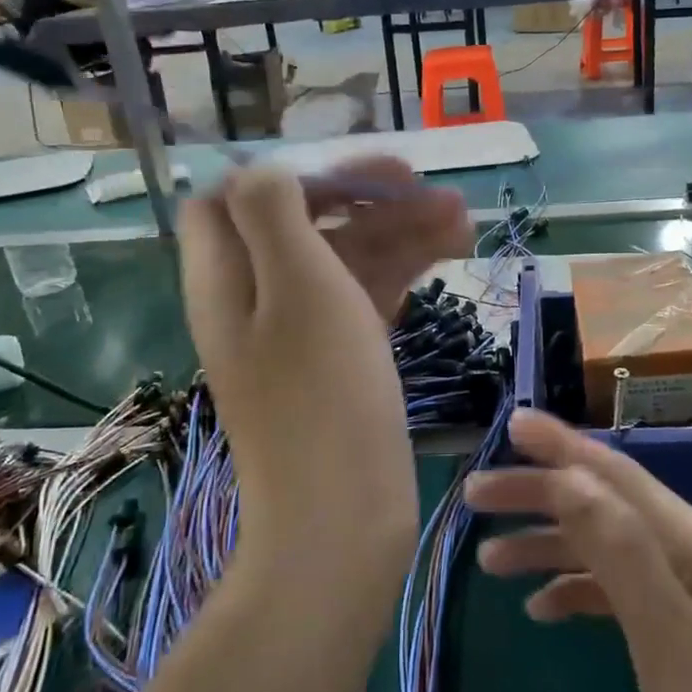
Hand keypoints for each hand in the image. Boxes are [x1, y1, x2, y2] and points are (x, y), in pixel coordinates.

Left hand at [180, 160, 470, 586]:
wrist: (343, 520)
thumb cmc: (321, 395)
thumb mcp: (295, 286)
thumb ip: (273, 214)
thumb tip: (266, 171)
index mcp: (227, 278)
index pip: (236, 198)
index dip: (293, 176)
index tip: (355, 178)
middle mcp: (258, 299)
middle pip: (304, 223)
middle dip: (365, 197)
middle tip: (429, 186)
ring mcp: (302, 332)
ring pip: (345, 258)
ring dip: (399, 229)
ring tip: (463, 217)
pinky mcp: (341, 360)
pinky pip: (367, 296)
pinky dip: (405, 268)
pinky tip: (452, 250)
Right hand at [464, 411, 691, 691]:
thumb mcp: (675, 643)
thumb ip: (623, 553)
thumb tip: (571, 477)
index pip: (617, 476)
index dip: (561, 446)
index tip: (510, 421)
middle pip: (606, 506)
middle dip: (541, 495)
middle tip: (475, 497)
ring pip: (608, 549)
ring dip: (550, 546)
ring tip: (489, 561)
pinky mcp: (688, 634)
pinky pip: (621, 593)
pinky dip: (578, 591)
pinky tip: (542, 610)